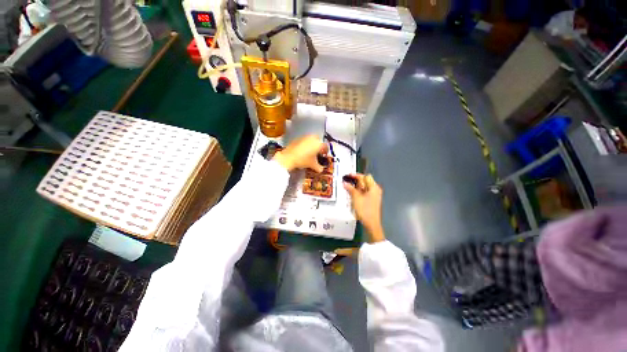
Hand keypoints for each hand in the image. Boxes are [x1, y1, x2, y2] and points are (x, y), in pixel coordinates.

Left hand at [273, 135, 327, 171]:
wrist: (288, 157)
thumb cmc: (303, 160)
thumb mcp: (312, 165)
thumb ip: (318, 167)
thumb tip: (321, 170)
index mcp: (319, 144)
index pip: (325, 146)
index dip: (325, 151)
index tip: (324, 154)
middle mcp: (313, 138)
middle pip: (319, 141)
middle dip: (319, 146)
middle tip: (317, 153)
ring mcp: (305, 137)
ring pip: (311, 139)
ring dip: (312, 144)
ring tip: (310, 152)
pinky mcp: (298, 138)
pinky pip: (305, 140)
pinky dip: (305, 144)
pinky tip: (303, 150)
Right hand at [343, 173, 385, 242]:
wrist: (371, 223)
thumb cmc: (365, 209)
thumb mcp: (356, 198)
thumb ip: (351, 189)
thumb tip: (345, 183)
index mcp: (374, 187)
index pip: (365, 177)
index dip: (356, 175)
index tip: (348, 176)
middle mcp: (375, 190)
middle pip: (365, 181)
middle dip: (356, 181)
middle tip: (347, 182)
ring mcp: (374, 195)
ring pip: (364, 187)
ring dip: (357, 187)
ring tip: (348, 188)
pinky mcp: (372, 200)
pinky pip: (365, 192)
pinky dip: (359, 191)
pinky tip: (352, 194)